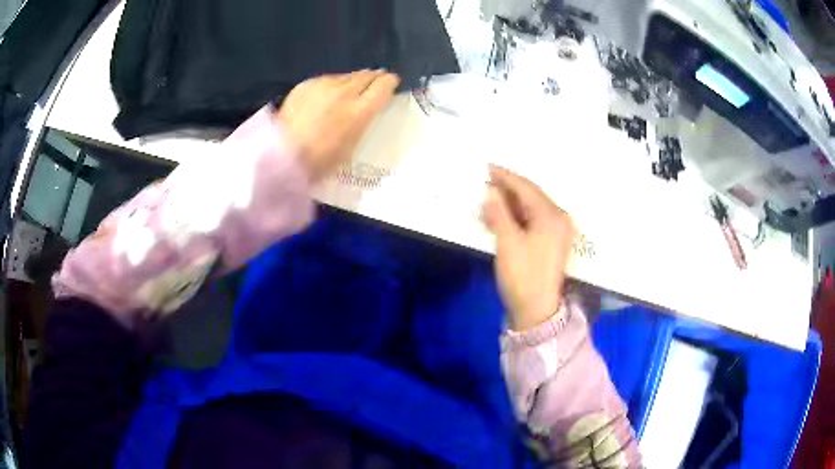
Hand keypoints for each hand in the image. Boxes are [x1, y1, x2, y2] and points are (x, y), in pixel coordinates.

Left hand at [276, 70, 399, 180]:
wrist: (281, 154)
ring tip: (349, 90)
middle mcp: (345, 92)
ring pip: (346, 76)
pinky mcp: (306, 84)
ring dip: (352, 81)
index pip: (384, 85)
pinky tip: (325, 96)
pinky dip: (331, 85)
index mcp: (360, 111)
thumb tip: (366, 108)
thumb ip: (362, 122)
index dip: (389, 82)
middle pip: (366, 75)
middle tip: (373, 83)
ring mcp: (324, 84)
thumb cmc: (319, 161)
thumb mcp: (351, 146)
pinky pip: (326, 79)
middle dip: (373, 78)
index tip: (390, 84)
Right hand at [482, 165, 575, 330]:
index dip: (505, 177)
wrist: (537, 311)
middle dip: (506, 190)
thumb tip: (491, 191)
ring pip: (531, 209)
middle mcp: (559, 219)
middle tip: (485, 184)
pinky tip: (501, 219)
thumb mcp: (507, 242)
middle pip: (531, 196)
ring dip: (510, 205)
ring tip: (488, 204)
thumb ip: (499, 212)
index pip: (526, 188)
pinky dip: (517, 218)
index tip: (487, 167)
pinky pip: (533, 221)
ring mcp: (558, 231)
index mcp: (551, 216)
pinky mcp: (553, 242)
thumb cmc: (522, 275)